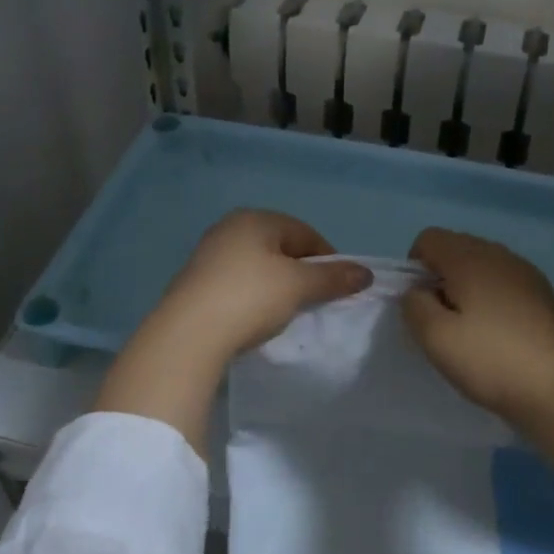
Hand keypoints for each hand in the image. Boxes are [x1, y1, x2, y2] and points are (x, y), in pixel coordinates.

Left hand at [93, 211, 368, 454]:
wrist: (188, 334)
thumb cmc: (250, 297)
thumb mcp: (299, 286)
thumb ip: (333, 277)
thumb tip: (365, 273)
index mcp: (255, 219)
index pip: (304, 232)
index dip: (328, 258)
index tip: (339, 286)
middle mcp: (229, 228)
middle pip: (280, 247)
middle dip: (301, 271)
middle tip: (314, 300)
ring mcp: (208, 255)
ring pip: (258, 266)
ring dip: (277, 285)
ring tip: (287, 312)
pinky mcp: (195, 282)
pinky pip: (237, 283)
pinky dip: (253, 296)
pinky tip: (257, 318)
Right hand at [403, 228, 553, 473]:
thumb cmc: (487, 360)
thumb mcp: (435, 337)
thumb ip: (414, 305)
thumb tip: (418, 291)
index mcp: (471, 258)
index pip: (430, 238)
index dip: (414, 266)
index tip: (420, 302)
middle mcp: (501, 255)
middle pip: (458, 247)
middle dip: (442, 275)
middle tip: (442, 317)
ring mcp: (528, 273)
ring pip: (485, 265)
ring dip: (469, 286)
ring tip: (470, 326)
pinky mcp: (546, 294)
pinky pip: (507, 282)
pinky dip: (494, 297)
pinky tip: (499, 332)